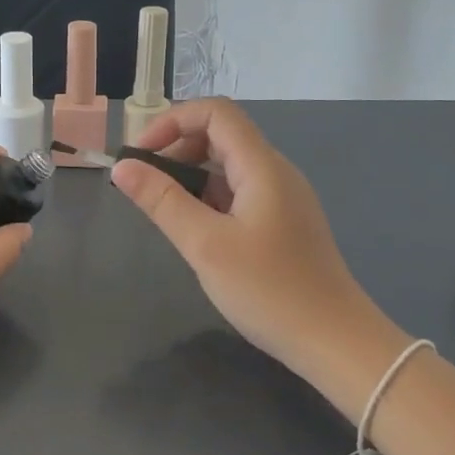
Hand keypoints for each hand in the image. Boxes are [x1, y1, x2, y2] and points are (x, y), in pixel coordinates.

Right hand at [111, 99, 405, 414]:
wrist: (333, 341)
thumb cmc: (268, 290)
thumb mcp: (205, 245)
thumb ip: (162, 201)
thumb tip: (122, 168)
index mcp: (262, 167)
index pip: (216, 113)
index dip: (172, 122)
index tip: (139, 157)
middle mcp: (275, 173)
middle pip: (221, 136)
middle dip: (176, 149)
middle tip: (145, 187)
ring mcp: (282, 199)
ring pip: (228, 167)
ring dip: (190, 176)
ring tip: (163, 211)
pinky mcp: (282, 224)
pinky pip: (239, 194)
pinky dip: (209, 199)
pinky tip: (194, 231)